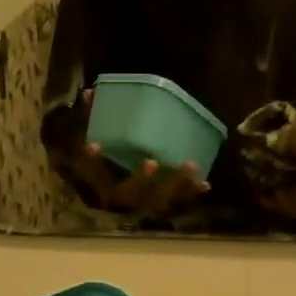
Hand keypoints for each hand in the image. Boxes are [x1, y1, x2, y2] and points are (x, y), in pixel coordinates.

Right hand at [72, 90, 209, 214]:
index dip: (94, 164)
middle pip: (132, 192)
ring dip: (176, 183)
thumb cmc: (109, 162)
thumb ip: (90, 121)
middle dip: (141, 179)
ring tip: (190, 164)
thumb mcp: (94, 142)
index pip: (95, 175)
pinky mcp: (164, 202)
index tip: (93, 146)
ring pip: (160, 198)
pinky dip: (192, 192)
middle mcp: (125, 198)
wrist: (122, 194)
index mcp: (104, 184)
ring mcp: (146, 203)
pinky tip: (206, 184)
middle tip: (151, 161)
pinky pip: (180, 200)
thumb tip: (90, 92)